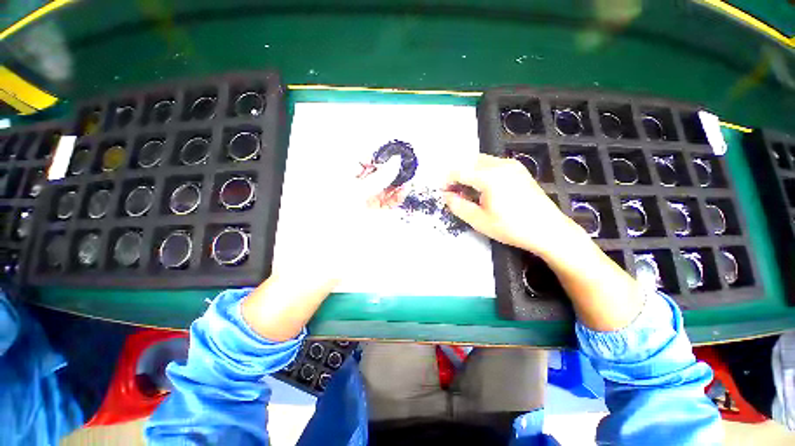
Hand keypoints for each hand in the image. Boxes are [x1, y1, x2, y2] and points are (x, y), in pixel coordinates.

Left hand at [273, 156, 401, 282]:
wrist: (334, 253)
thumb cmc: (337, 221)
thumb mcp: (356, 194)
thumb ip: (378, 178)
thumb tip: (394, 162)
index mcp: (343, 180)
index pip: (360, 160)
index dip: (376, 156)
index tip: (391, 153)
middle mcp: (353, 188)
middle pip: (374, 173)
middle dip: (389, 168)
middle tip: (404, 163)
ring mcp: (365, 201)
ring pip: (383, 186)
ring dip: (395, 181)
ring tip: (408, 175)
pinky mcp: (374, 212)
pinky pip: (387, 200)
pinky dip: (396, 195)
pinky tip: (404, 189)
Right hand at [444, 154, 586, 258]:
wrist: (548, 230)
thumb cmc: (511, 228)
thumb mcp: (479, 221)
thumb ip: (458, 206)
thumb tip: (446, 196)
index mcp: (490, 177)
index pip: (459, 170)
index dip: (447, 180)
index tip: (443, 192)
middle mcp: (500, 164)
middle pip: (469, 161)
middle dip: (457, 174)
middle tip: (454, 192)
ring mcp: (511, 165)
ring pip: (481, 161)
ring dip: (469, 172)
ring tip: (467, 190)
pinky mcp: (518, 169)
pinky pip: (492, 164)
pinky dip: (481, 171)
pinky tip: (483, 187)